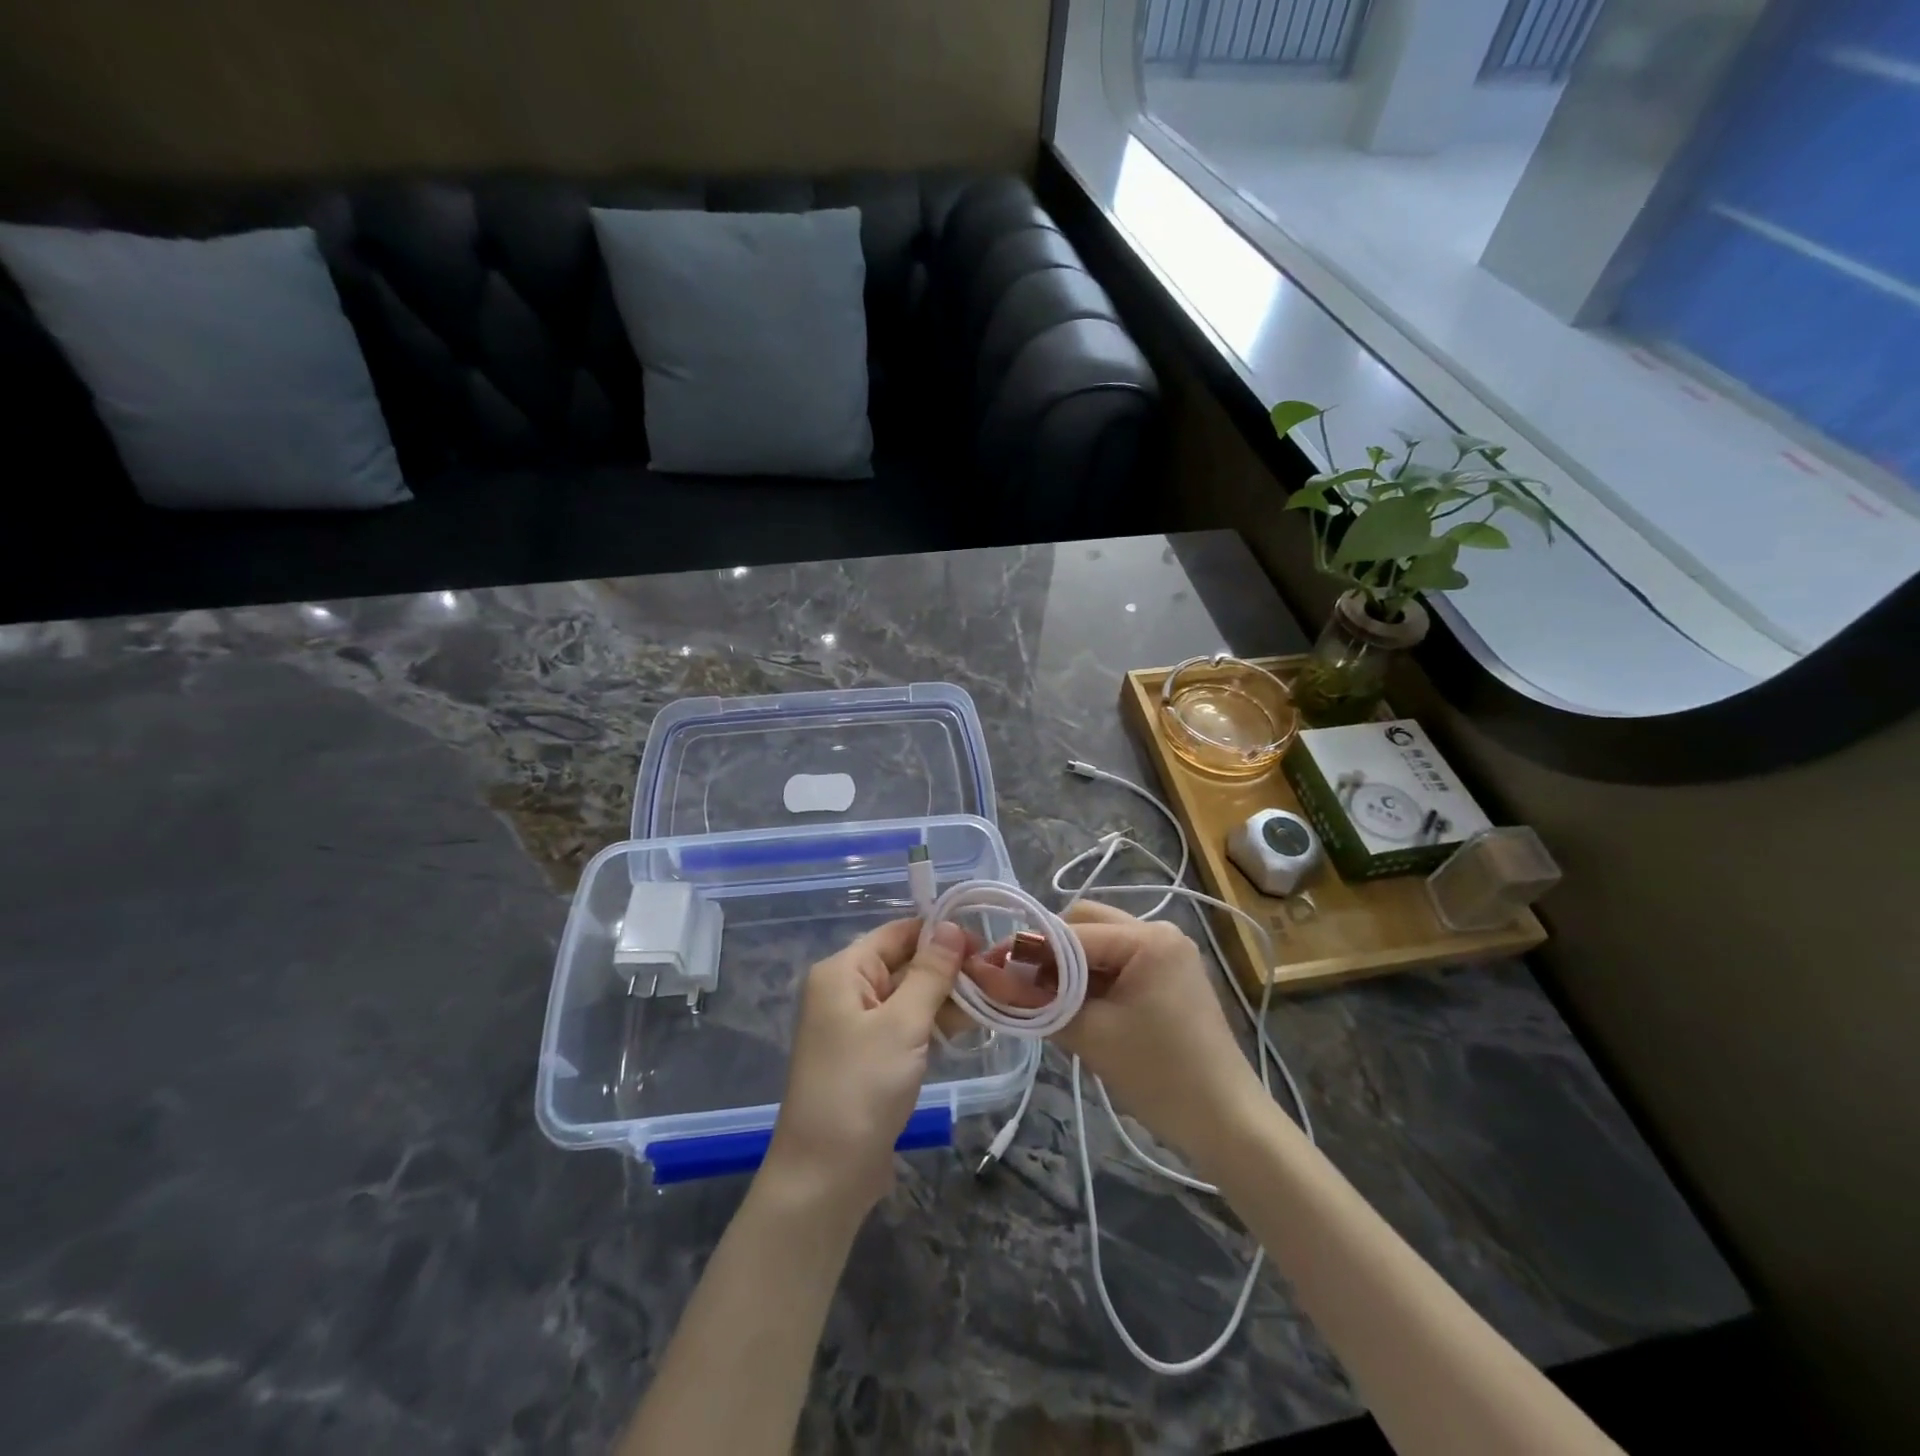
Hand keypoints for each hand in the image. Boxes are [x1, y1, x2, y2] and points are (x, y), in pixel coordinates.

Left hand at [763, 918, 967, 1218]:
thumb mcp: (902, 1024)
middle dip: (948, 968)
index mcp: (842, 972)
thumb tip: (951, 926)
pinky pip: (906, 1025)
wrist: (825, 1176)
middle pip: (904, 963)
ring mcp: (857, 1026)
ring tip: (994, 1000)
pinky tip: (970, 1026)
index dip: (940, 934)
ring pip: (909, 996)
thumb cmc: (861, 1088)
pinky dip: (934, 1023)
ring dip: (947, 997)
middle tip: (998, 975)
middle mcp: (846, 991)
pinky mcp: (870, 1057)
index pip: (897, 933)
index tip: (985, 942)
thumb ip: (930, 973)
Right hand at [966, 902, 1260, 1160]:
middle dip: (1049, 949)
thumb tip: (992, 978)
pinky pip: (1116, 961)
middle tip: (1022, 984)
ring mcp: (1167, 952)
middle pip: (1085, 923)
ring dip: (1068, 964)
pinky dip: (1090, 977)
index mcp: (1147, 938)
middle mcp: (1159, 931)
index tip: (992, 969)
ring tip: (1044, 998)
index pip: (1071, 932)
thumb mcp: (1091, 1036)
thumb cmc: (1160, 1075)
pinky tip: (1073, 1005)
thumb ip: (1039, 1002)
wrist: (1226, 1123)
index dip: (1028, 950)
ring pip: (1098, 941)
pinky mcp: (1168, 974)